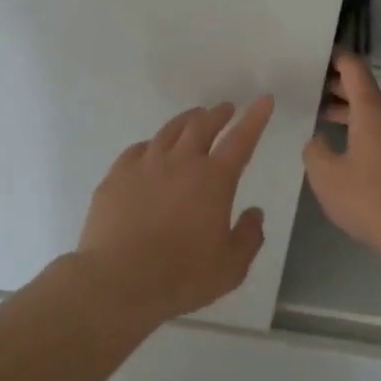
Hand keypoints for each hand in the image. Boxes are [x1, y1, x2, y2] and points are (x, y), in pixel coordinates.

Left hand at [77, 94, 275, 323]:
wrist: (118, 280)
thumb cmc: (181, 276)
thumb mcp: (230, 267)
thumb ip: (248, 237)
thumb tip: (254, 213)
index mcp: (214, 179)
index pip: (241, 140)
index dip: (255, 118)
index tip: (264, 100)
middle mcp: (180, 162)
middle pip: (202, 126)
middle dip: (218, 114)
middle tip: (226, 109)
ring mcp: (145, 165)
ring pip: (169, 131)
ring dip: (187, 121)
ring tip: (194, 118)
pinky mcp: (116, 176)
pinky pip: (138, 149)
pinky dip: (153, 144)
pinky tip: (152, 149)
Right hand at [304, 51, 380, 265]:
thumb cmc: (372, 199)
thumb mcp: (327, 176)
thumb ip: (315, 151)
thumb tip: (318, 140)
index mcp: (371, 111)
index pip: (353, 68)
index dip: (335, 57)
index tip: (315, 55)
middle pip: (364, 92)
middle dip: (336, 88)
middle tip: (308, 91)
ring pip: (375, 116)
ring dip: (350, 115)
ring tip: (323, 122)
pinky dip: (364, 134)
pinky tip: (350, 155)